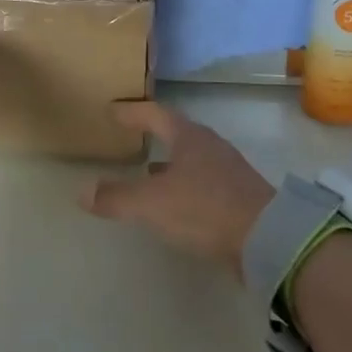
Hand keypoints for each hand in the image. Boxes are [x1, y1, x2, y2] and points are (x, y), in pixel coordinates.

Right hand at [79, 102, 274, 278]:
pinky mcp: (240, 197)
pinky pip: (203, 183)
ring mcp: (229, 172)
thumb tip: (82, 193)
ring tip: (148, 171)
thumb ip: (116, 197)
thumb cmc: (204, 208)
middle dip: (154, 135)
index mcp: (189, 138)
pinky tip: (176, 202)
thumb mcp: (152, 203)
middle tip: (132, 137)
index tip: (112, 110)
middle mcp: (211, 148)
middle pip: (177, 134)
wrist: (269, 240)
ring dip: (170, 163)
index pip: (155, 114)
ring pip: (192, 160)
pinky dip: (184, 186)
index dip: (132, 112)